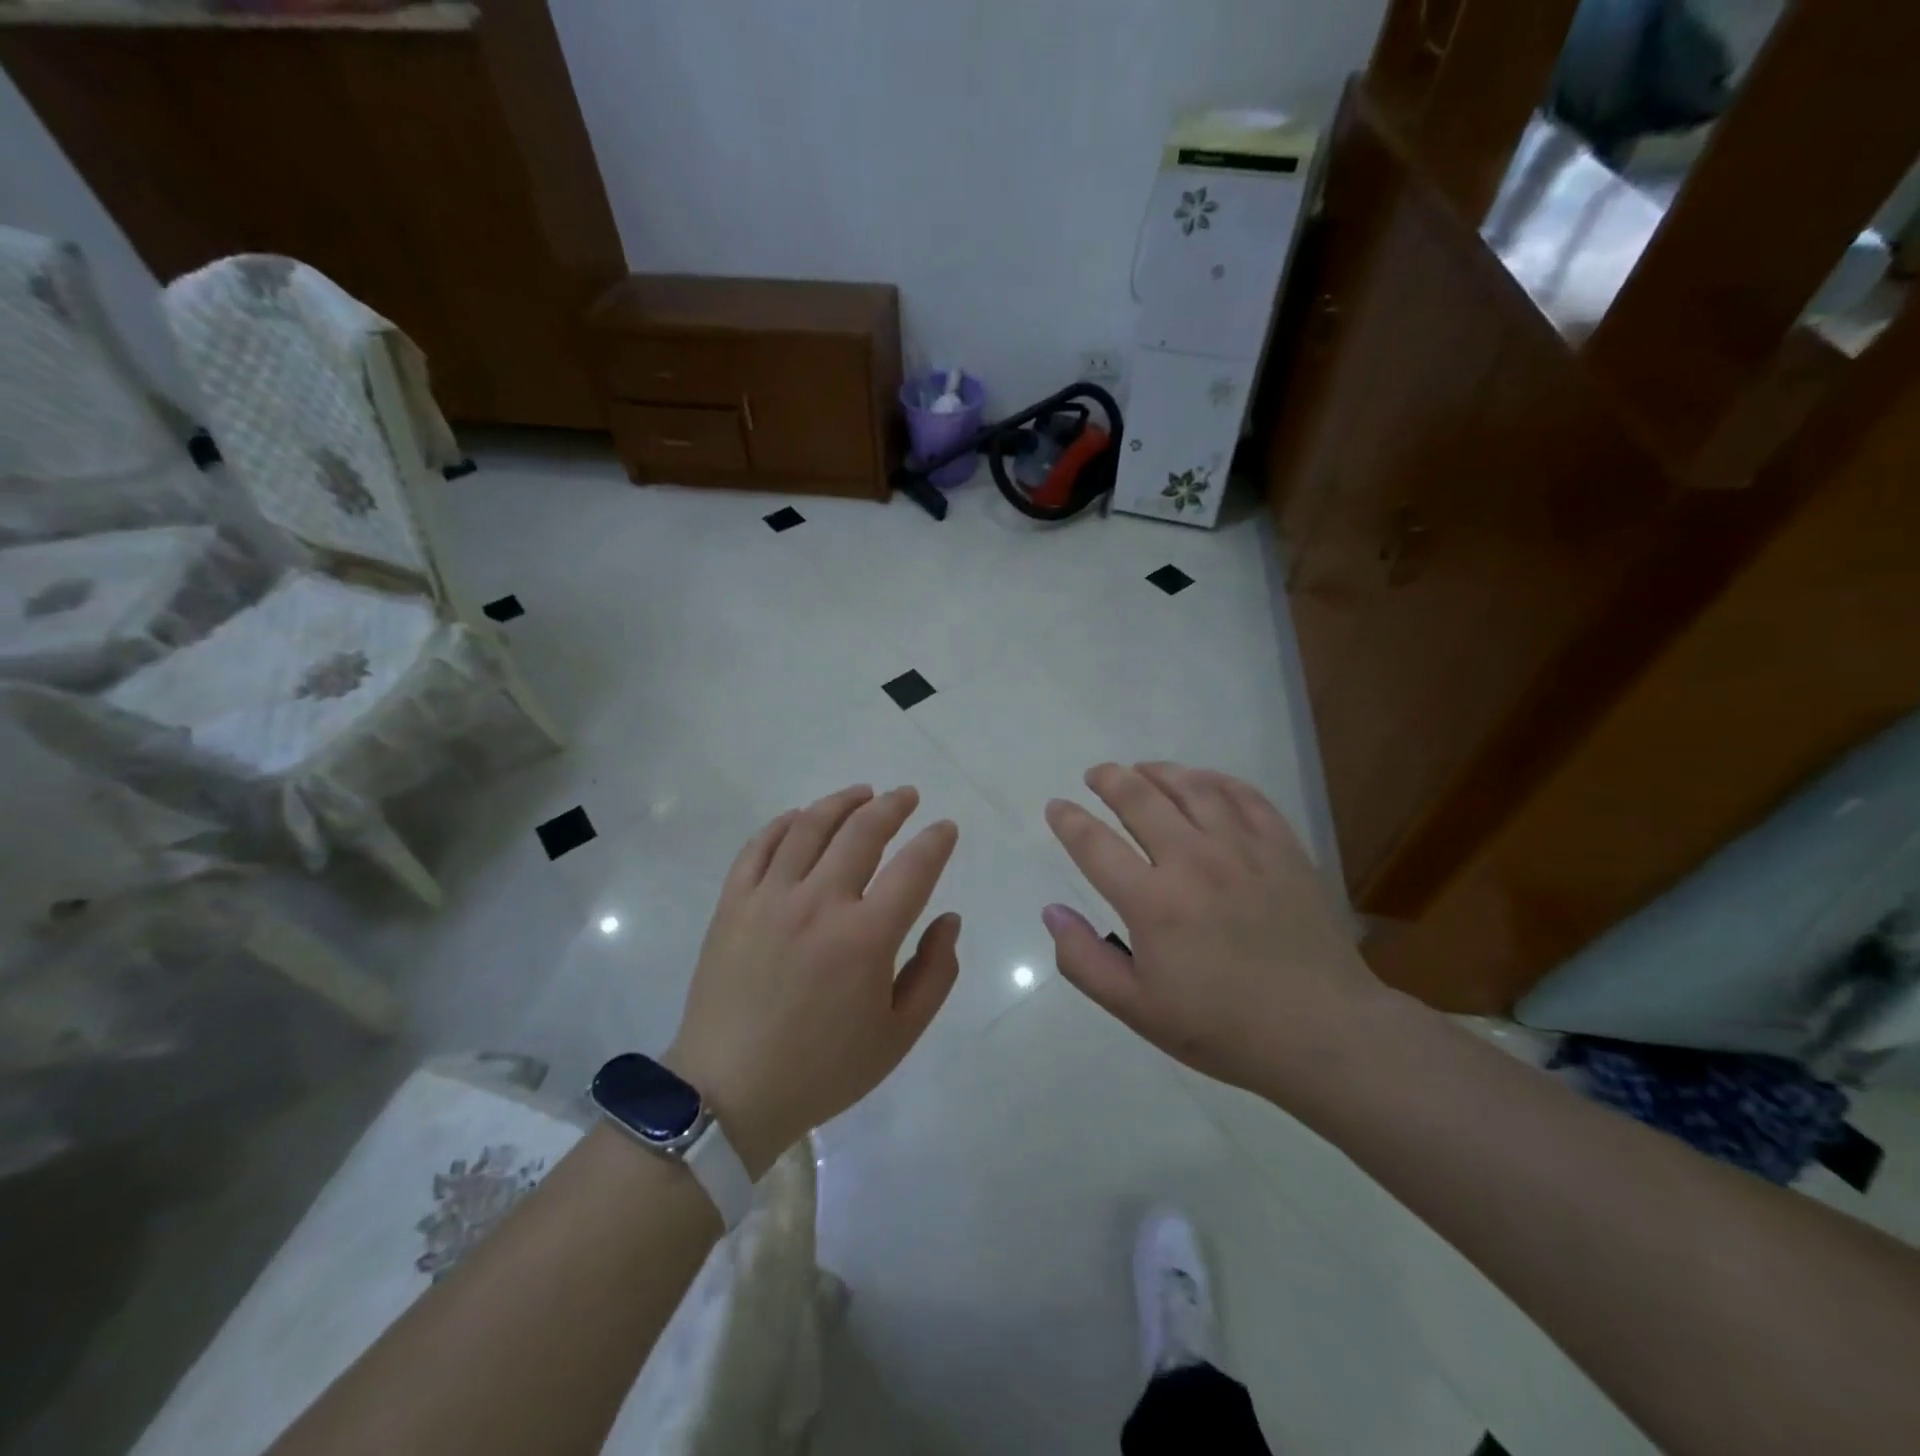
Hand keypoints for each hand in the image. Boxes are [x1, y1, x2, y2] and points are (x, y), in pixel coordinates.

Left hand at [666, 785, 959, 1177]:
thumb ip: (935, 973)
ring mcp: (771, 897)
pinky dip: (784, 822)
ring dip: (842, 802)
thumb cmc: (823, 1068)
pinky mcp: (734, 903)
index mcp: (866, 937)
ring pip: (810, 826)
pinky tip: (801, 817)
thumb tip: (949, 919)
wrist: (729, 1091)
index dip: (936, 840)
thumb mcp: (898, 1036)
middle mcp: (820, 903)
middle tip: (907, 796)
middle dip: (892, 806)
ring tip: (862, 794)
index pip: (914, 868)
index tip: (945, 827)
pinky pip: (760, 845)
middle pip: (863, 832)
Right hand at [1041, 762, 1394, 1103]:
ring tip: (1142, 770)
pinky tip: (1203, 781)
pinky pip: (1244, 796)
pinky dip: (1216, 780)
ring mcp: (1242, 848)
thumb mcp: (1136, 1009)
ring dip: (1159, 771)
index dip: (1068, 820)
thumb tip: (1052, 911)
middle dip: (1110, 779)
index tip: (1056, 807)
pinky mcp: (1281, 848)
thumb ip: (1084, 960)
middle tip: (1096, 774)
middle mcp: (1192, 861)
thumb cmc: (1221, 1026)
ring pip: (1191, 787)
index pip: (1094, 844)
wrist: (1321, 1032)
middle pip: (1140, 798)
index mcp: (1152, 902)